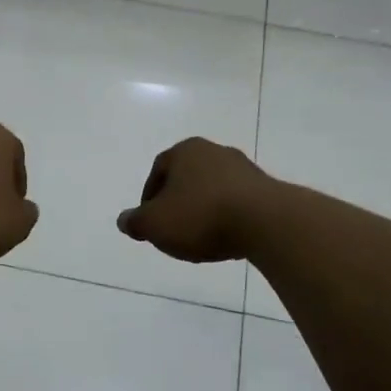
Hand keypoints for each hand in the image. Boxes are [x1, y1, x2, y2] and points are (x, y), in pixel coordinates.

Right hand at [117, 138, 274, 262]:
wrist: (266, 222)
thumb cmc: (201, 216)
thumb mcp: (155, 224)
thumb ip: (136, 222)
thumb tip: (124, 221)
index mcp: (185, 151)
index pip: (158, 170)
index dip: (149, 197)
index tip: (150, 221)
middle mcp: (215, 151)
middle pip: (187, 178)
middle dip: (177, 203)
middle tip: (173, 229)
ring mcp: (244, 168)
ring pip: (213, 190)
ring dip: (204, 211)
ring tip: (201, 239)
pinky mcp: (267, 188)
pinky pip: (237, 203)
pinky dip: (227, 217)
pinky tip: (226, 238)